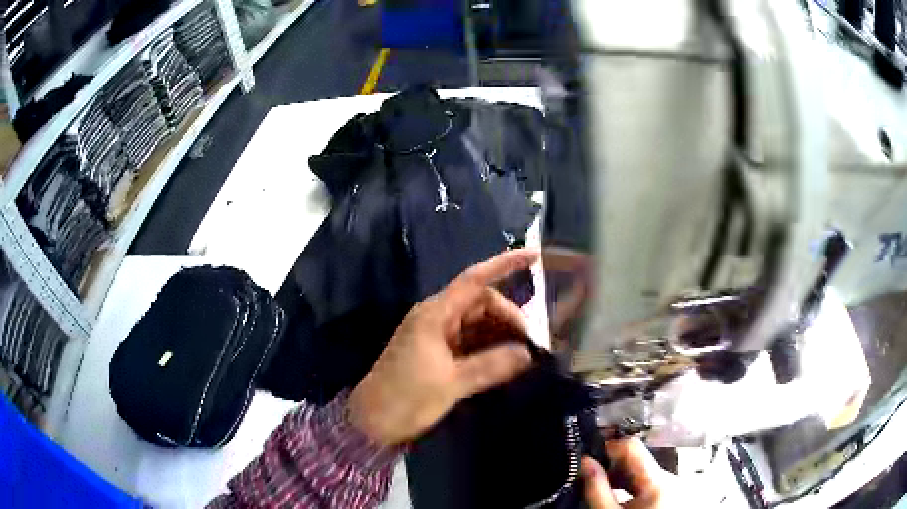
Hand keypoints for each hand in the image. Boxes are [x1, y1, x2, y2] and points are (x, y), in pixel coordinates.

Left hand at [348, 249, 538, 446]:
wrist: (372, 422)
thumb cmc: (405, 398)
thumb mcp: (451, 383)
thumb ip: (491, 366)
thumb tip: (527, 354)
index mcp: (435, 315)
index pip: (475, 280)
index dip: (505, 265)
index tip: (535, 255)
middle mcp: (437, 319)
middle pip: (481, 303)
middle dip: (509, 318)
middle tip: (530, 346)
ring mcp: (437, 336)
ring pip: (478, 324)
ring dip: (501, 334)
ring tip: (524, 356)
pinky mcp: (438, 354)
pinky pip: (471, 342)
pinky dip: (490, 348)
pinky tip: (506, 363)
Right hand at [581, 439, 666, 508]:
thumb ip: (595, 488)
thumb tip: (584, 461)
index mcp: (658, 481)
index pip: (632, 447)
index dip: (608, 448)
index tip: (590, 458)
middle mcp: (670, 478)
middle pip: (637, 460)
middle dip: (611, 467)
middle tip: (590, 477)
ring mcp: (672, 486)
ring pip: (642, 472)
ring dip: (620, 477)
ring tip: (602, 489)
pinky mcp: (670, 494)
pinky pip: (648, 482)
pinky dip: (631, 486)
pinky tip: (618, 498)